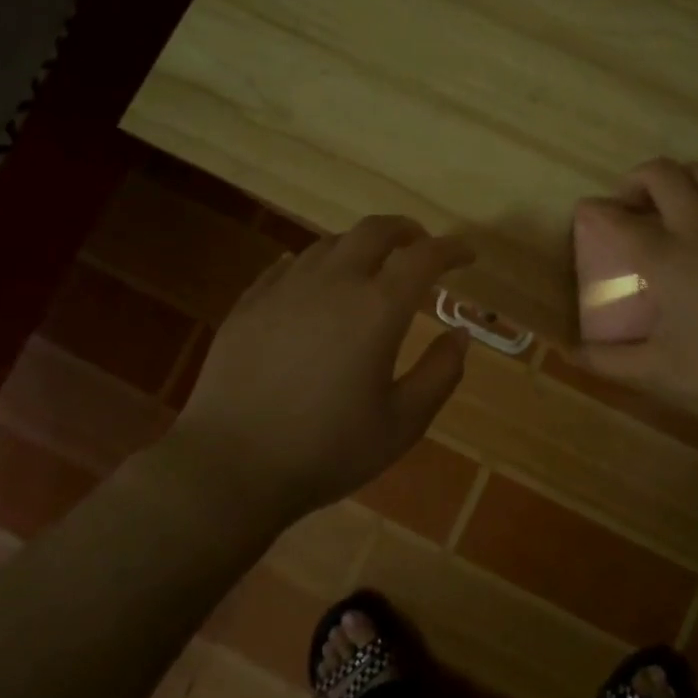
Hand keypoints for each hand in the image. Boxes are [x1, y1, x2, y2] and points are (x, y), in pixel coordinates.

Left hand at [169, 216, 472, 522]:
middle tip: (420, 246)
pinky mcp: (250, 303)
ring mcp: (285, 288)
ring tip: (370, 267)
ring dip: (360, 246)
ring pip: (330, 243)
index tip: (467, 255)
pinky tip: (314, 283)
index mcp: (377, 308)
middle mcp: (333, 282)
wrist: (230, 467)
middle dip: (406, 231)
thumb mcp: (402, 423)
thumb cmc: (327, 449)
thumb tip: (459, 334)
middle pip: (374, 231)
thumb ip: (440, 374)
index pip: (424, 257)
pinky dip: (315, 265)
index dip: (451, 249)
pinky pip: (288, 265)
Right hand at [573, 159, 697, 421]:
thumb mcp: (660, 370)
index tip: (584, 212)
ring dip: (675, 180)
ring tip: (666, 208)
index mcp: (666, 258)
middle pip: (661, 173)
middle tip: (628, 207)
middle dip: (634, 180)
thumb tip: (574, 355)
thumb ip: (610, 361)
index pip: (618, 218)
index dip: (594, 210)